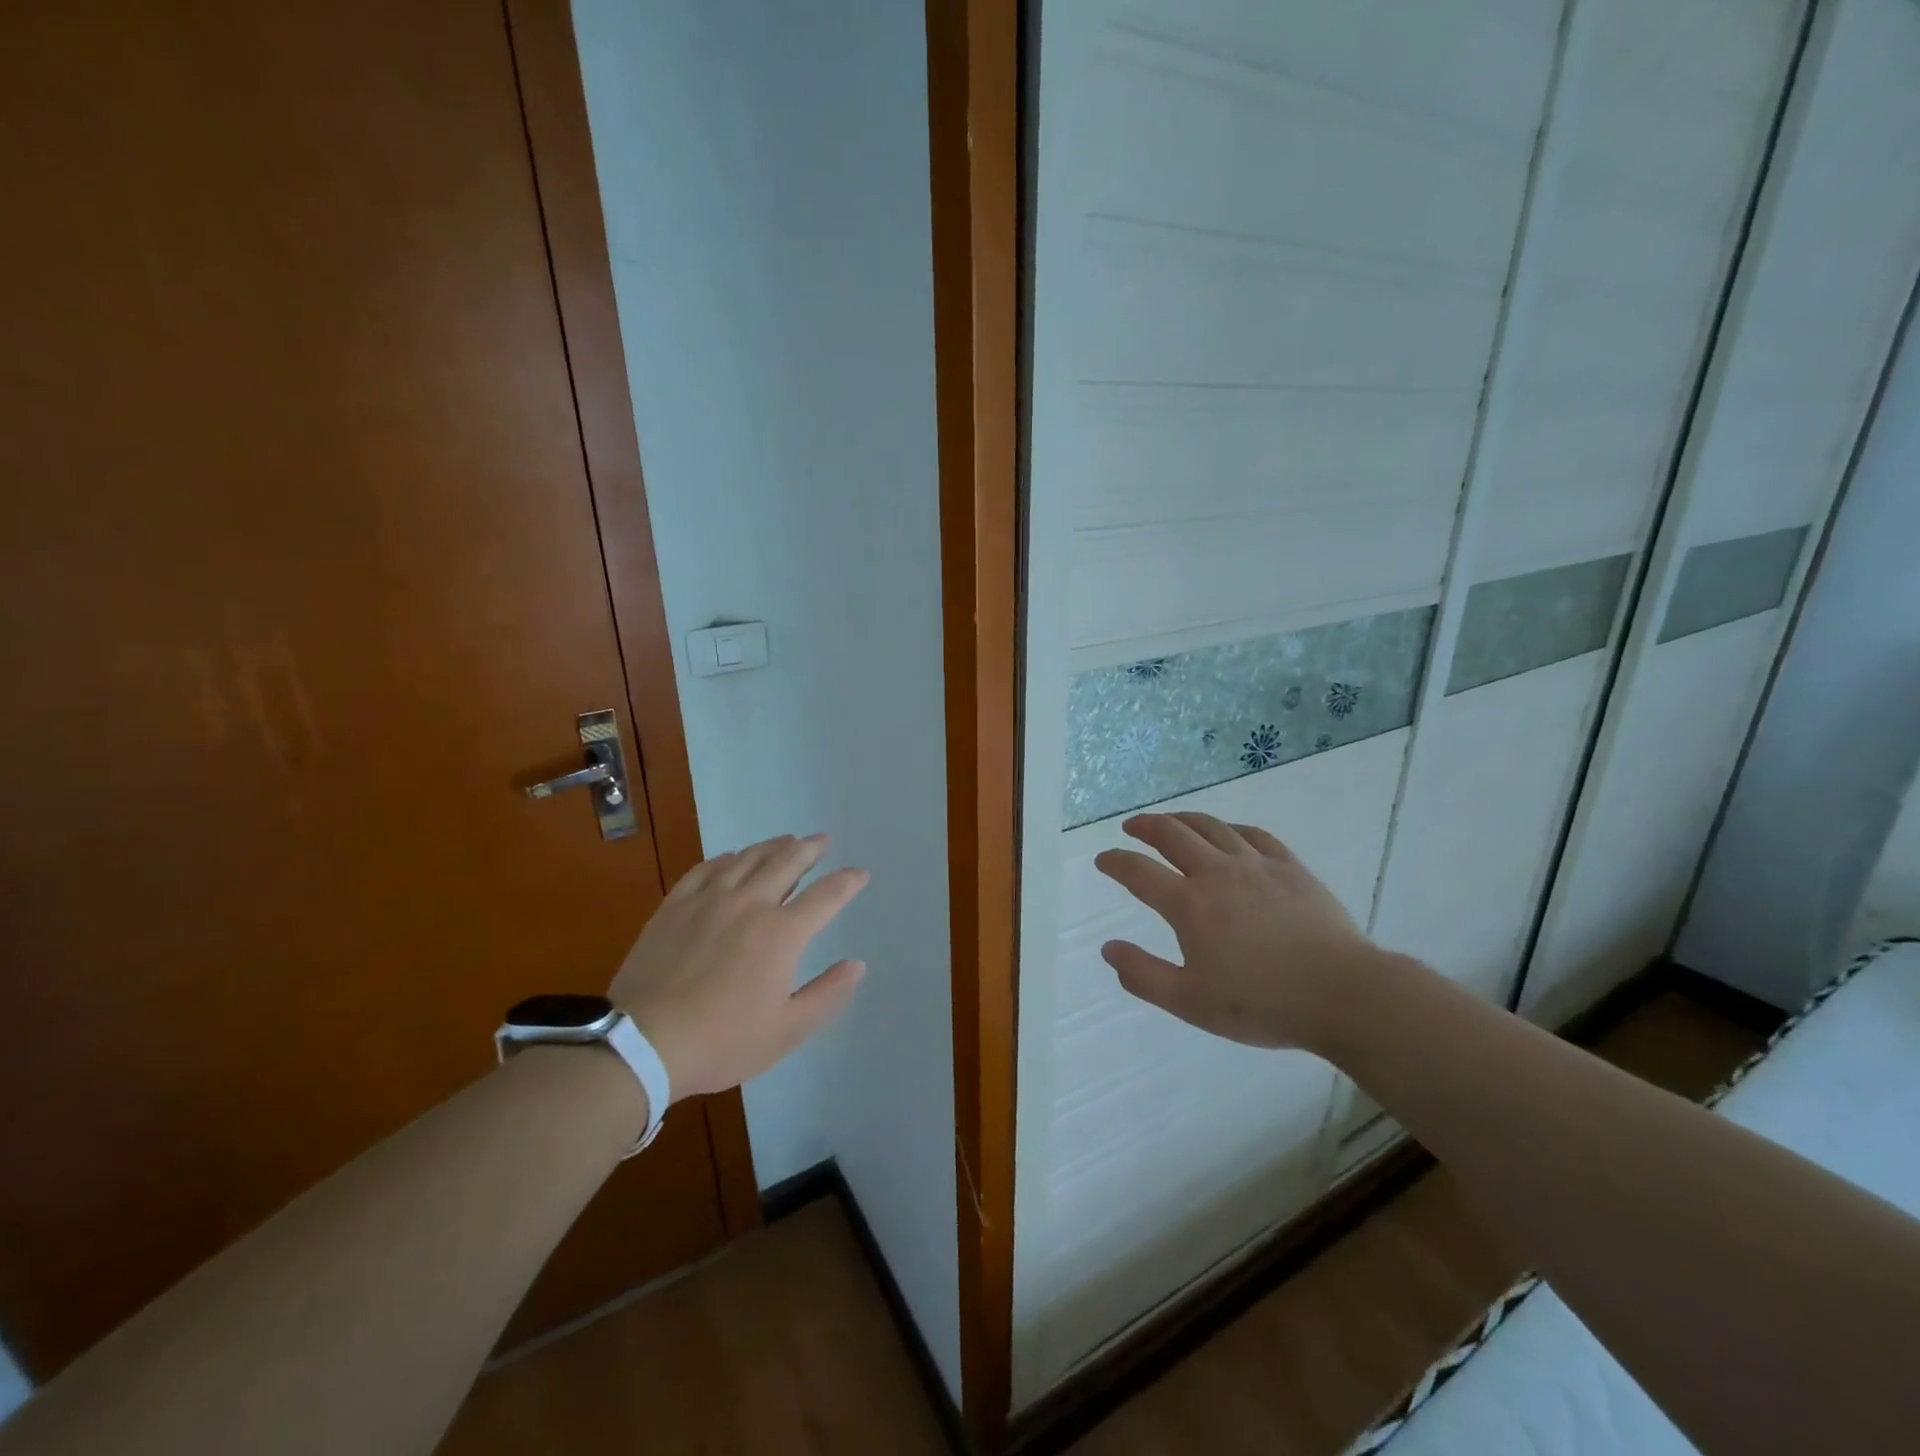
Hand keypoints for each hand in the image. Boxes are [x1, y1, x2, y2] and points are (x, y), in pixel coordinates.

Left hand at [609, 833, 868, 1100]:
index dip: (847, 881)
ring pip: (748, 858)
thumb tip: (857, 965)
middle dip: (810, 848)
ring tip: (786, 841)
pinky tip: (732, 858)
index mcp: (781, 934)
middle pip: (787, 862)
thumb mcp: (787, 1031)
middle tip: (822, 840)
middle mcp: (750, 904)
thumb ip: (827, 994)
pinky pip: (707, 868)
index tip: (860, 874)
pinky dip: (727, 858)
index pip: (826, 896)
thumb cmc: (722, 1041)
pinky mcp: (676, 905)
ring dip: (773, 846)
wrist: (643, 1043)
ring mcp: (709, 900)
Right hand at [1094, 811, 1392, 1053]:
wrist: (1343, 994)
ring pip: (1211, 827)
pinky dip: (1231, 828)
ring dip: (1183, 819)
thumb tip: (1108, 948)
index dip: (1115, 862)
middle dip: (1145, 826)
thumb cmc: (1262, 1003)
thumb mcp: (1190, 1002)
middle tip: (1131, 827)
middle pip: (1172, 834)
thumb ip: (1143, 975)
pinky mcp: (1290, 867)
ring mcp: (1256, 865)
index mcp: (1189, 905)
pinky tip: (1228, 833)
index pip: (1139, 872)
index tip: (1104, 859)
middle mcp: (1217, 873)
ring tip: (1171, 820)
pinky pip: (1254, 835)